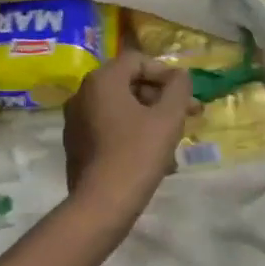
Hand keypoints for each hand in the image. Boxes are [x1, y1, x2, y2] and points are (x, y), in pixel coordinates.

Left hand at [63, 52, 192, 220]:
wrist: (102, 204)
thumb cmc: (138, 154)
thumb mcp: (168, 118)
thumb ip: (178, 88)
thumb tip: (180, 76)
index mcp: (101, 81)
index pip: (137, 61)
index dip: (166, 73)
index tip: (186, 95)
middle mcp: (82, 94)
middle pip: (128, 84)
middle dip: (161, 98)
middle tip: (189, 116)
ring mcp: (75, 121)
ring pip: (121, 109)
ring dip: (151, 118)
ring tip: (175, 142)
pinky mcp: (76, 145)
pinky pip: (109, 129)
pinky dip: (133, 134)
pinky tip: (155, 158)